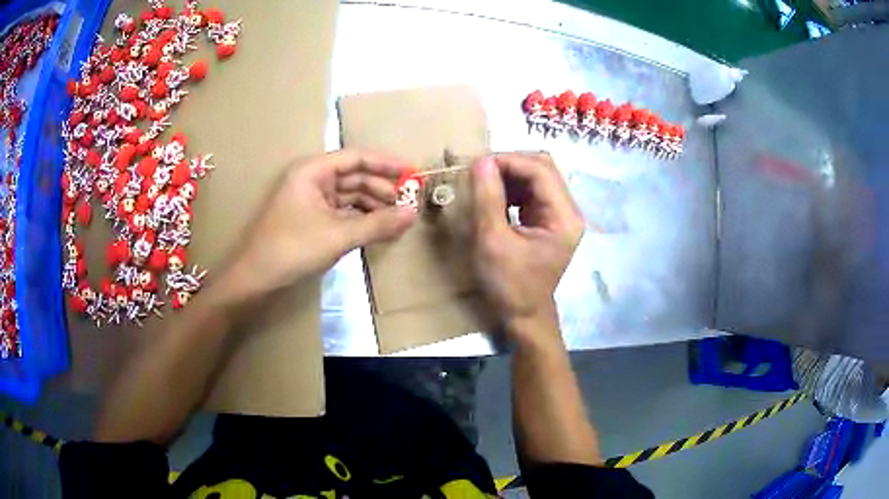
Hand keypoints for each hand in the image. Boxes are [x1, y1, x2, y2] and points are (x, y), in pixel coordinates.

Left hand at [224, 150, 416, 298]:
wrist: (256, 280)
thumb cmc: (292, 249)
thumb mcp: (338, 235)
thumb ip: (377, 223)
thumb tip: (413, 214)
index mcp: (313, 171)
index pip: (356, 158)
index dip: (386, 164)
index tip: (413, 173)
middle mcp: (313, 179)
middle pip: (355, 177)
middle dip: (383, 189)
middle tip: (410, 203)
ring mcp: (312, 200)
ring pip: (351, 196)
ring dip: (374, 206)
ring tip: (399, 220)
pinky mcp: (312, 220)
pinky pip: (343, 212)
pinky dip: (362, 219)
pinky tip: (379, 229)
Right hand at [471, 153, 583, 340]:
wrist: (523, 316)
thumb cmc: (509, 286)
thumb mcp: (493, 242)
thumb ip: (488, 200)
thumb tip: (481, 161)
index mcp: (563, 217)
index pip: (540, 170)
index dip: (509, 161)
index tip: (477, 165)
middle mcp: (567, 211)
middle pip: (542, 168)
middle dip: (509, 164)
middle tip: (479, 171)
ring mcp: (559, 215)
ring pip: (536, 177)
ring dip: (509, 174)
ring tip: (482, 181)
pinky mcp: (548, 220)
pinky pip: (531, 191)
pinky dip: (511, 187)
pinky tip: (493, 194)